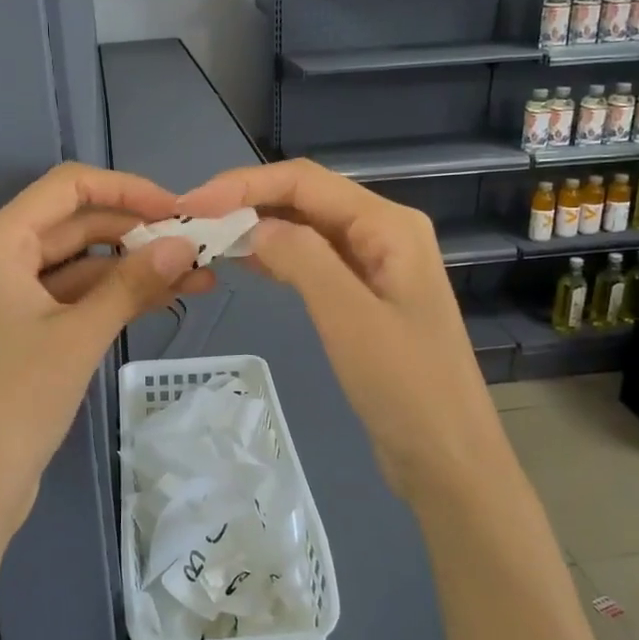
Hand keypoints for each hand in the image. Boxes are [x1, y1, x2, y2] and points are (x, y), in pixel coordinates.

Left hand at [0, 162, 208, 539]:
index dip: (127, 189)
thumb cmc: (14, 400)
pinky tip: (168, 298)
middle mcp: (3, 257)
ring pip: (84, 263)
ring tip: (200, 275)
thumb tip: (184, 244)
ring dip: (136, 268)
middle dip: (139, 232)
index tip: (178, 208)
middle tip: (199, 245)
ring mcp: (15, 295)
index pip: (69, 187)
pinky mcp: (29, 329)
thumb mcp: (79, 336)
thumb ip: (132, 283)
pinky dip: (118, 297)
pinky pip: (79, 297)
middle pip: (79, 224)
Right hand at [177, 159, 498, 500]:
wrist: (447, 458)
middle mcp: (383, 233)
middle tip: (191, 223)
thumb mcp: (349, 316)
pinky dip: (277, 258)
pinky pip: (313, 262)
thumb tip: (255, 225)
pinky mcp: (364, 297)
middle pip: (306, 198)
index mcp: (388, 225)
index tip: (192, 206)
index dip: (245, 185)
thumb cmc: (405, 386)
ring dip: (259, 228)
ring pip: (307, 229)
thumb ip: (302, 258)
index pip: (305, 181)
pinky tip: (243, 263)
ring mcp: (375, 266)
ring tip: (207, 239)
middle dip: (248, 202)